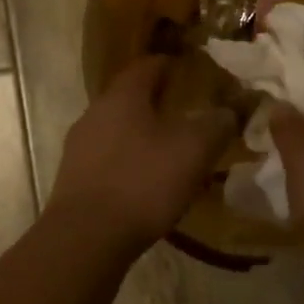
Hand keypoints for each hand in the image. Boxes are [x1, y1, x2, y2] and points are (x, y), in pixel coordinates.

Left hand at [48, 56, 238, 247]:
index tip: (193, 71)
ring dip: (144, 134)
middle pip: (131, 97)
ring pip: (119, 129)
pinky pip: (109, 158)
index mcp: (122, 96)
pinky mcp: (74, 178)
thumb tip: (229, 111)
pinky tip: (147, 182)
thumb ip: (216, 124)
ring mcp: (80, 146)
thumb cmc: (143, 182)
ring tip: (171, 151)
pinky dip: (130, 161)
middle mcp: (95, 113)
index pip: (148, 65)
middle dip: (159, 102)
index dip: (171, 65)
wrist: (87, 238)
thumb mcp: (194, 150)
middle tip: (189, 113)